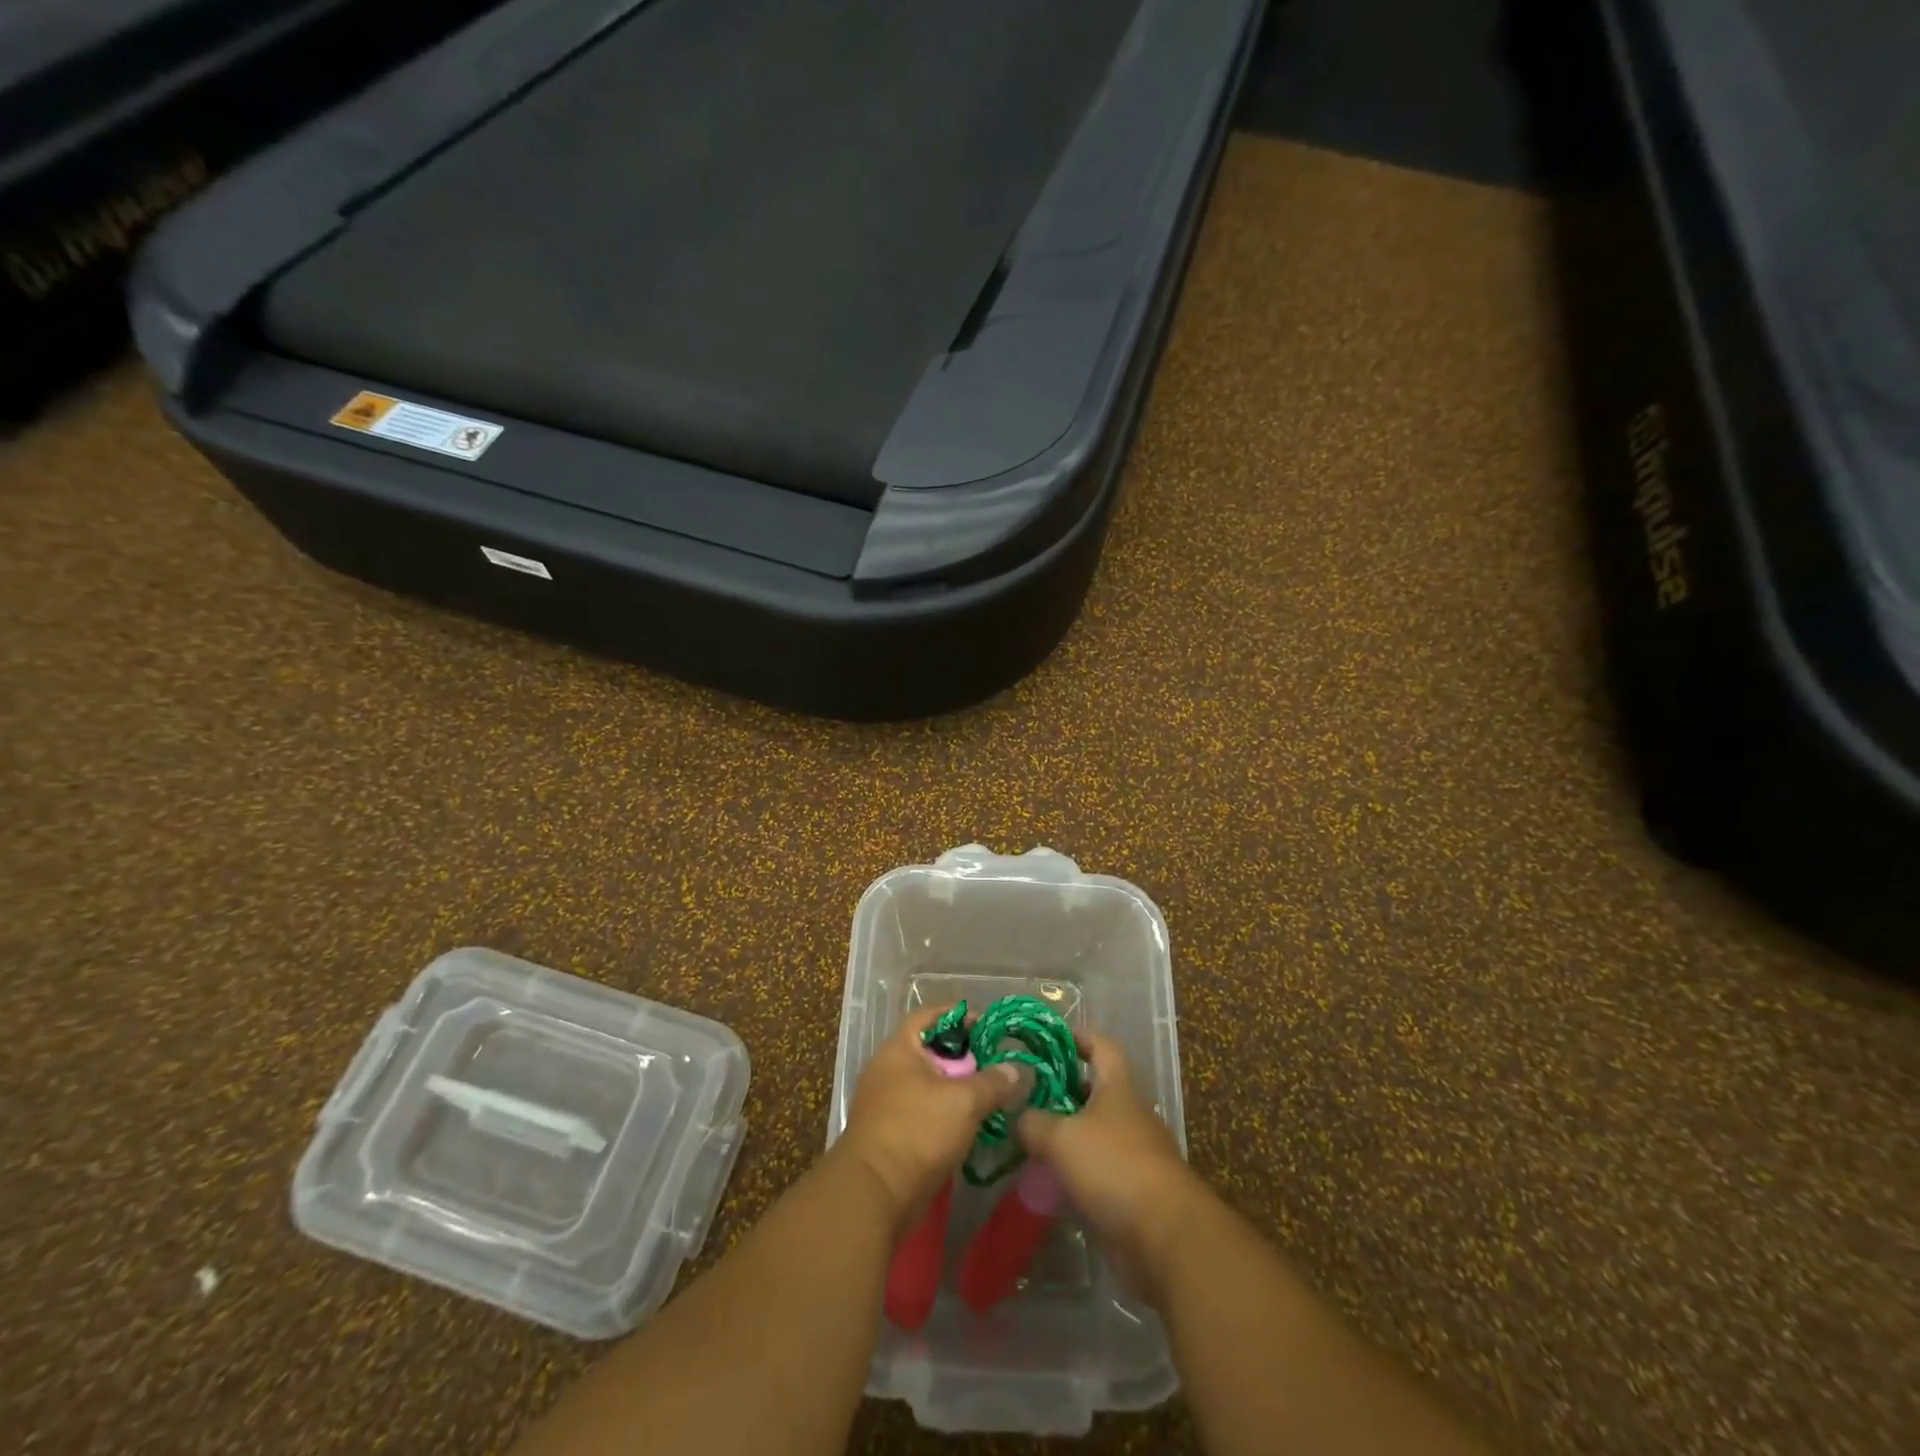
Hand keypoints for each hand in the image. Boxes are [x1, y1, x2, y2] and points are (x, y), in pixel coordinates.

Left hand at [837, 1004, 1024, 1232]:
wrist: (875, 1194)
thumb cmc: (917, 1131)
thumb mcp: (964, 1101)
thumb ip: (994, 1082)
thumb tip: (1020, 1069)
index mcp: (900, 1048)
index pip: (930, 1015)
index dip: (960, 1015)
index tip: (988, 1026)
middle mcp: (889, 1069)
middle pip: (931, 1051)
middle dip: (964, 1057)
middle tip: (996, 1065)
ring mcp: (886, 1102)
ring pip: (929, 1084)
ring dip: (957, 1089)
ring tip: (990, 1096)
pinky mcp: (890, 1133)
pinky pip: (923, 1112)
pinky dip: (946, 1114)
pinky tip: (971, 1125)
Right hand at [1016, 1029, 1205, 1305]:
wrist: (1164, 1237)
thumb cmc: (1114, 1167)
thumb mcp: (1061, 1138)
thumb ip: (1033, 1122)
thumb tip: (1016, 1117)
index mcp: (1118, 1087)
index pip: (1101, 1046)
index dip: (1077, 1036)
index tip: (1049, 1037)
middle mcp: (1129, 1114)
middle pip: (1095, 1090)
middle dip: (1063, 1089)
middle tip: (1026, 1093)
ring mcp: (1134, 1154)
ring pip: (1094, 1132)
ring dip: (1065, 1133)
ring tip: (1028, 1136)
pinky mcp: (1133, 1192)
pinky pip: (1098, 1171)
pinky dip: (1074, 1172)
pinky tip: (1047, 1180)